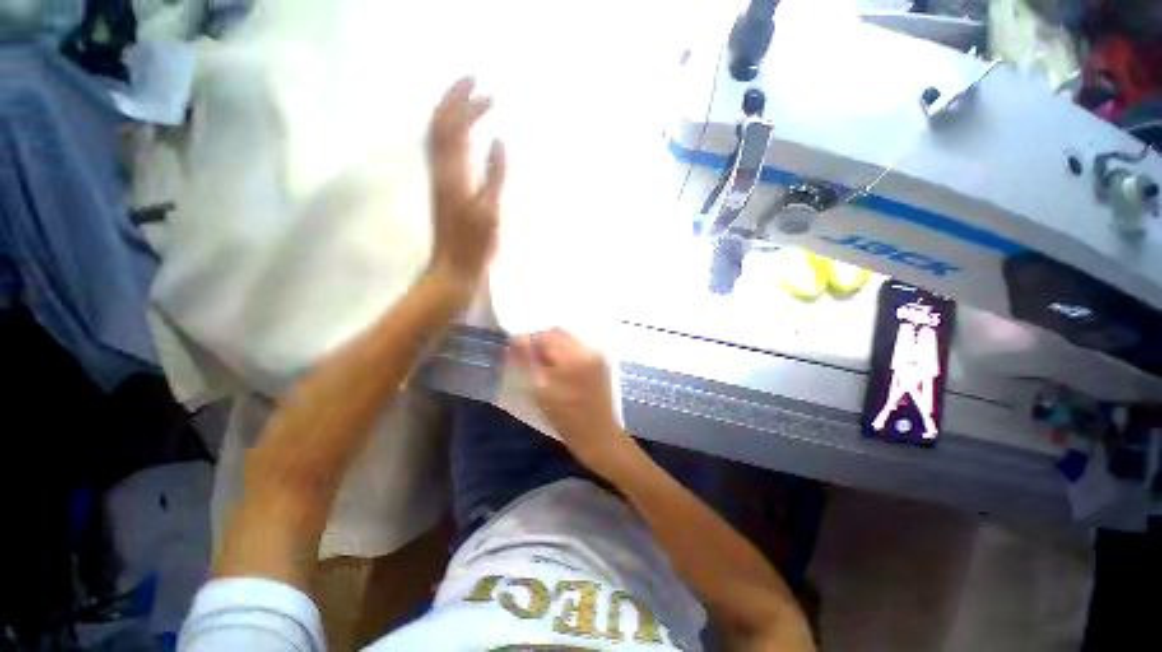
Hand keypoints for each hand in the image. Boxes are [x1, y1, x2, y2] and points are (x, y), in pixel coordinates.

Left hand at [427, 77, 506, 300]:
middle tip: (475, 81)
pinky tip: (465, 137)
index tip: (491, 93)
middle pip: (440, 123)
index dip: (470, 105)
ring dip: (451, 113)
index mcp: (453, 173)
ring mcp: (441, 180)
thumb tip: (498, 140)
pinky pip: (443, 151)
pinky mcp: (445, 191)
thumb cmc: (475, 245)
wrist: (454, 268)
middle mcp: (442, 170)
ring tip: (470, 102)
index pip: (455, 126)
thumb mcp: (491, 211)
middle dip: (455, 98)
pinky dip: (453, 134)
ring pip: (439, 136)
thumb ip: (495, 174)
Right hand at [509, 329, 634, 475]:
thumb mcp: (541, 392)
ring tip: (544, 365)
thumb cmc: (567, 420)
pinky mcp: (601, 360)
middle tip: (530, 359)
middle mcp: (588, 349)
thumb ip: (527, 362)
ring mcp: (597, 354)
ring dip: (552, 345)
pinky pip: (577, 346)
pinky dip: (564, 352)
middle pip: (558, 332)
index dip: (528, 340)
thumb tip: (516, 341)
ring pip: (567, 338)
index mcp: (573, 357)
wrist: (600, 436)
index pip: (545, 335)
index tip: (516, 352)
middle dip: (541, 341)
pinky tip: (559, 368)